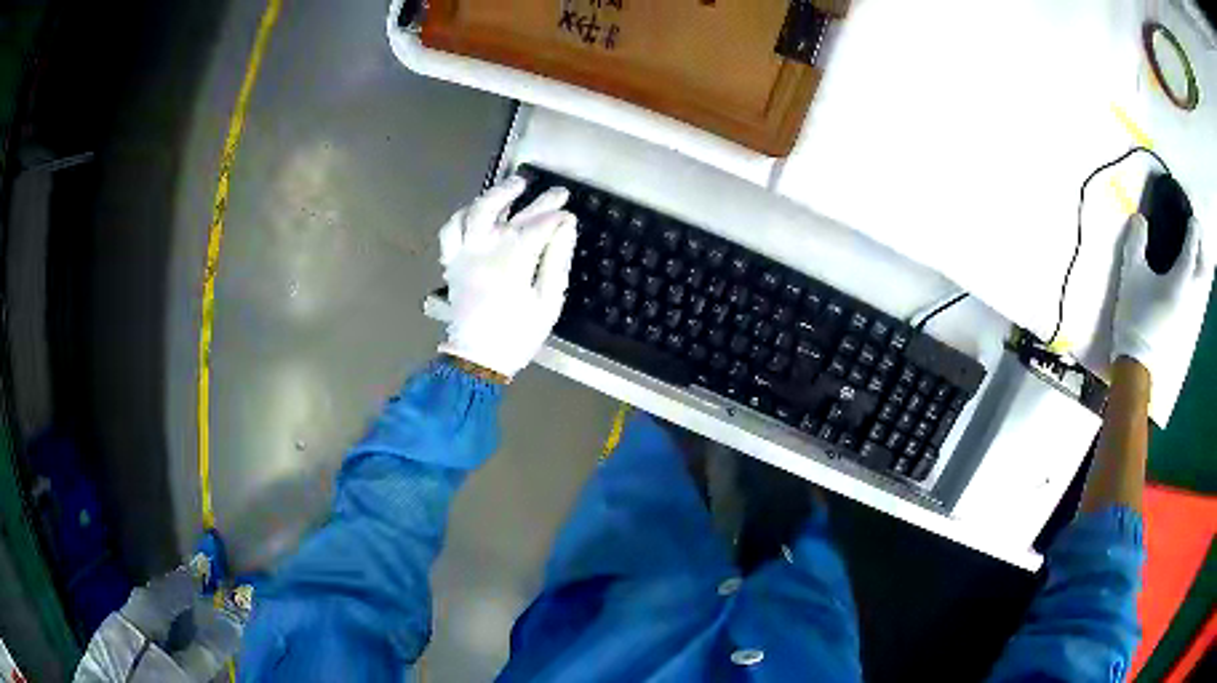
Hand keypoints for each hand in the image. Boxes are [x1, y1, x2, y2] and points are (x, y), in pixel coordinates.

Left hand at [437, 176, 577, 378]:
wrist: (477, 358)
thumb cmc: (517, 334)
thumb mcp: (548, 303)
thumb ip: (557, 261)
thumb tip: (567, 227)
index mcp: (511, 262)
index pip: (538, 226)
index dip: (557, 217)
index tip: (571, 216)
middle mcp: (484, 249)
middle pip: (510, 212)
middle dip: (538, 200)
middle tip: (558, 192)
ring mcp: (463, 253)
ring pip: (475, 211)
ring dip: (496, 195)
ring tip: (515, 186)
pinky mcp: (451, 261)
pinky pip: (450, 230)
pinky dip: (464, 215)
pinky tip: (478, 210)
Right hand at [1112, 213, 1211, 379]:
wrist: (1139, 365)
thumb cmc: (1136, 316)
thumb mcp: (1130, 274)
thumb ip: (1136, 242)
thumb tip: (1140, 219)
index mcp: (1182, 277)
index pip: (1193, 244)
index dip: (1193, 227)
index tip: (1191, 217)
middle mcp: (1193, 294)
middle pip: (1205, 265)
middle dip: (1202, 247)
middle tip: (1196, 235)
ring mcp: (1194, 314)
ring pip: (1205, 285)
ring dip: (1203, 266)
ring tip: (1196, 257)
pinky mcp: (1191, 328)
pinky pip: (1201, 300)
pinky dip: (1200, 285)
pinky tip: (1193, 284)